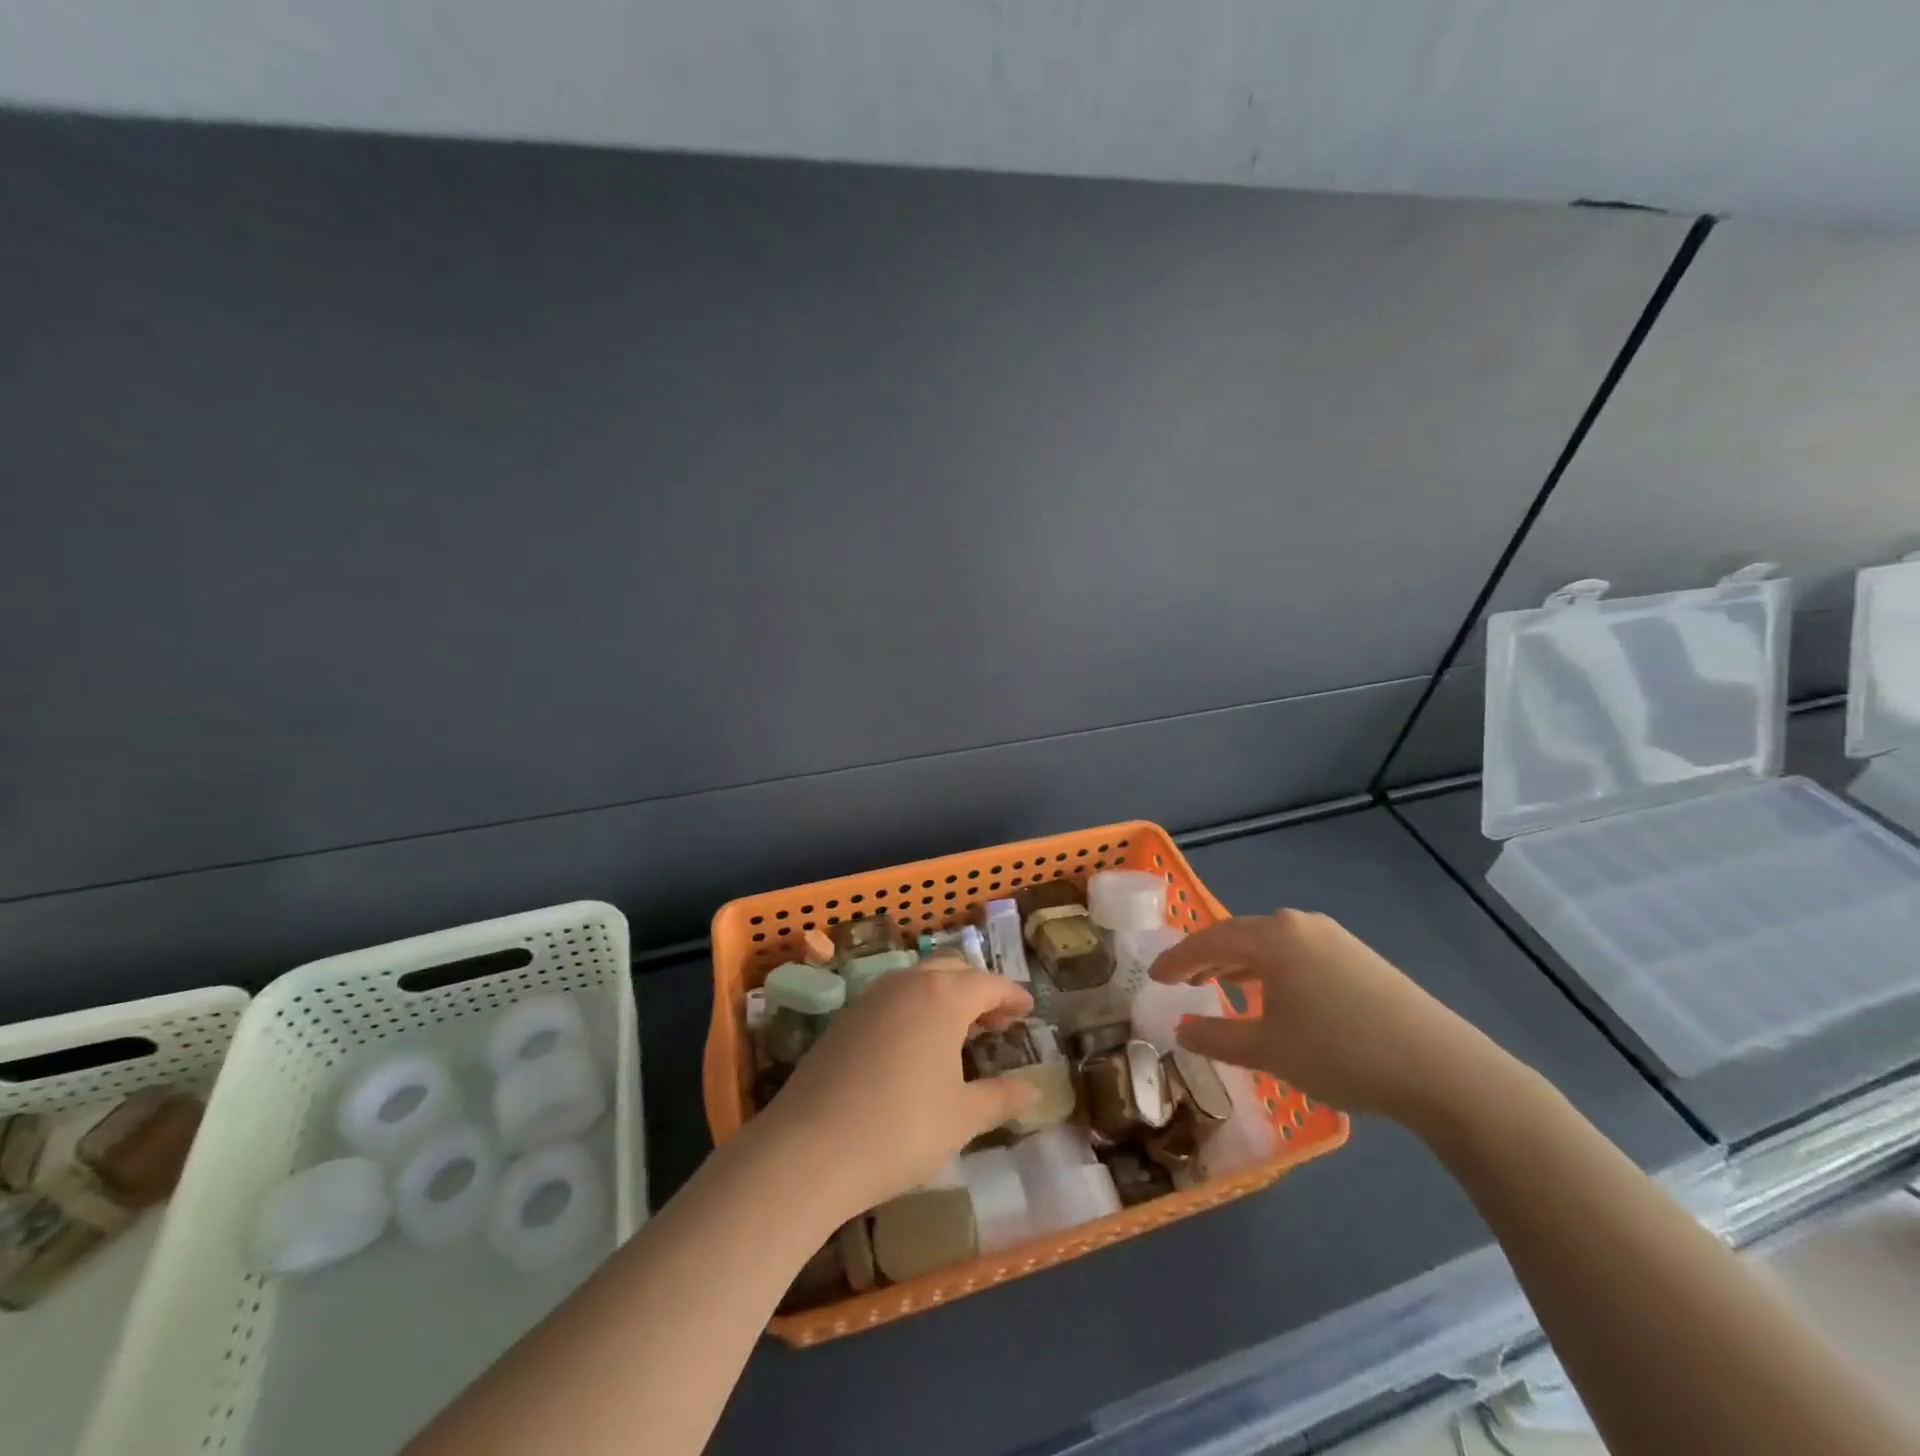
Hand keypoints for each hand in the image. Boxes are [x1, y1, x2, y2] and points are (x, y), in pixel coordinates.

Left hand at [753, 964, 1039, 1217]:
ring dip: (945, 997)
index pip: (988, 984)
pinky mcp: (845, 1019)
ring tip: (961, 1033)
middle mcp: (906, 984)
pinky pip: (892, 999)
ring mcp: (870, 998)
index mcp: (942, 997)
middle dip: (979, 990)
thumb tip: (1034, 1089)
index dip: (1012, 995)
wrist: (809, 1149)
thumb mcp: (962, 1118)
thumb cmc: (901, 1130)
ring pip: (919, 981)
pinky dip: (916, 1008)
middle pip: (952, 970)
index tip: (1029, 1008)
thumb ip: (1001, 1098)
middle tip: (998, 1021)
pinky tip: (917, 1045)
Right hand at [1151, 910, 1500, 1123]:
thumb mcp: (1268, 1050)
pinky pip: (1299, 956)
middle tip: (1182, 981)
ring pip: (1272, 946)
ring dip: (1241, 967)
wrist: (1442, 1070)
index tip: (1153, 976)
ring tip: (1221, 988)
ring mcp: (1335, 939)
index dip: (1177, 960)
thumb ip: (1216, 1037)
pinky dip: (1273, 972)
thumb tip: (1180, 1029)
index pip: (1209, 940)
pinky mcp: (1360, 959)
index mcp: (1273, 936)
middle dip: (1208, 959)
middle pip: (1240, 937)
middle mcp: (1300, 925)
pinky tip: (1275, 998)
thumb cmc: (1340, 1053)